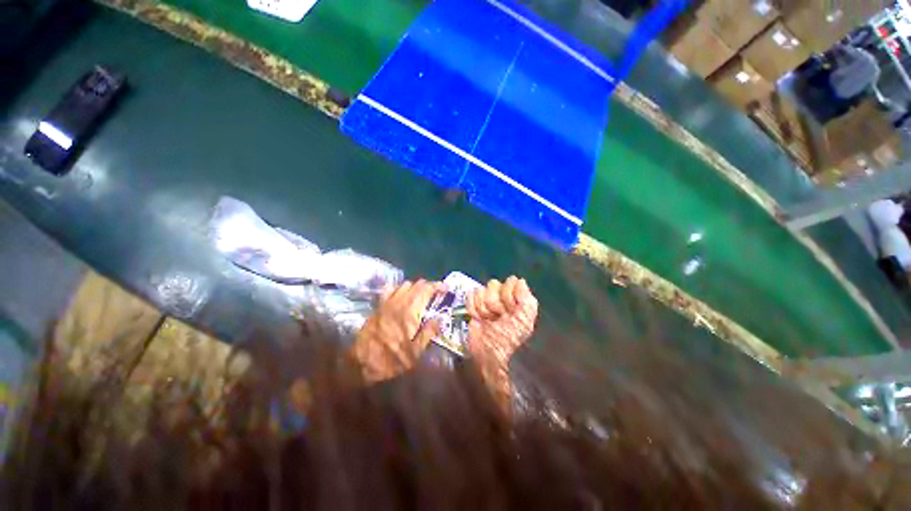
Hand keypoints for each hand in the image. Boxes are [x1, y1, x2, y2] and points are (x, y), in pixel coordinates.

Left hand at [351, 280, 444, 382]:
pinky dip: (399, 288)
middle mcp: (399, 302)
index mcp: (410, 312)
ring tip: (421, 296)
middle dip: (429, 286)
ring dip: (416, 287)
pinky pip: (390, 288)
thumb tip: (441, 318)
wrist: (362, 362)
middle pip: (417, 284)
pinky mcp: (379, 305)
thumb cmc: (391, 359)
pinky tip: (402, 296)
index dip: (438, 286)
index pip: (427, 289)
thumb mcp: (415, 352)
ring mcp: (387, 302)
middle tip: (436, 294)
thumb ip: (429, 332)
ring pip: (405, 284)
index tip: (446, 288)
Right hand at [466, 277, 537, 366]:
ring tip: (488, 320)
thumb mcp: (525, 320)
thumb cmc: (510, 338)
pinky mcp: (473, 307)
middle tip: (498, 316)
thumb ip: (526, 298)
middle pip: (493, 284)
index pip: (510, 281)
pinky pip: (470, 297)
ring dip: (483, 307)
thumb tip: (520, 280)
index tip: (510, 309)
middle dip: (494, 302)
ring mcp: (487, 301)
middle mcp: (502, 297)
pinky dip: (473, 309)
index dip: (508, 294)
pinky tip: (479, 319)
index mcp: (517, 298)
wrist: (490, 355)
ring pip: (480, 290)